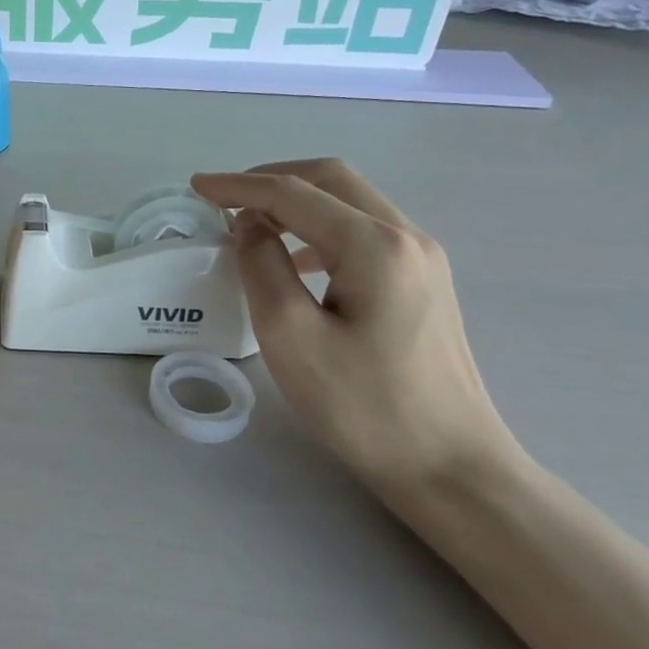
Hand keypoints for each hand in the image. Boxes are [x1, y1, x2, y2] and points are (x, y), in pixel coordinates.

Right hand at [191, 160, 522, 502]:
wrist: (452, 468)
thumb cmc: (364, 406)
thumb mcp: (290, 335)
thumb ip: (262, 266)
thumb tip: (251, 225)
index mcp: (374, 245)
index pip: (294, 194)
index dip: (239, 185)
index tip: (196, 186)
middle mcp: (406, 238)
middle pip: (331, 181)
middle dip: (272, 180)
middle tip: (226, 198)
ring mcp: (423, 260)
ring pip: (351, 202)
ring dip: (298, 202)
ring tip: (253, 224)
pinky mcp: (425, 284)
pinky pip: (365, 231)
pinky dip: (321, 227)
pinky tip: (299, 259)